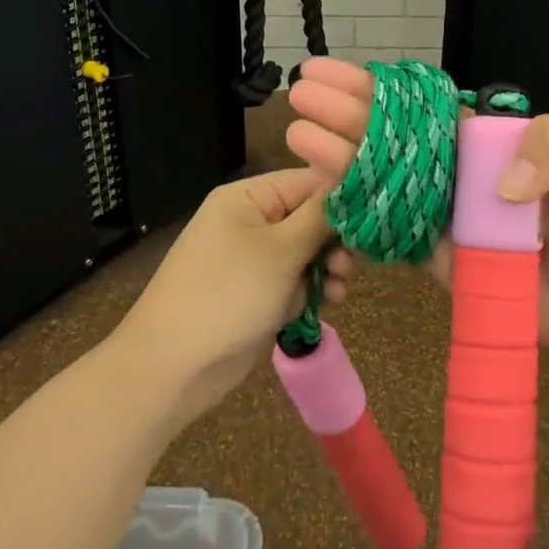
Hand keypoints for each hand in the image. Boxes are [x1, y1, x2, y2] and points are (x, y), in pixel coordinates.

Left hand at [114, 168, 341, 427]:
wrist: (172, 366)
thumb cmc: (228, 294)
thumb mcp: (281, 251)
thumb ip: (320, 217)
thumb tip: (352, 183)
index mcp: (248, 197)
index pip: (308, 181)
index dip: (343, 198)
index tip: (375, 219)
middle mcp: (250, 220)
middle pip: (310, 217)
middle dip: (335, 240)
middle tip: (348, 264)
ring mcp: (253, 259)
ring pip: (307, 252)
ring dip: (327, 268)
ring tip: (338, 289)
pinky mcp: (257, 292)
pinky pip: (295, 280)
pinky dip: (311, 289)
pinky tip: (327, 303)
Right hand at [286, 58, 548, 382]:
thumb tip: (501, 183)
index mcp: (485, 139)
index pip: (421, 105)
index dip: (378, 88)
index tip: (336, 72)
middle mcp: (453, 169)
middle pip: (388, 133)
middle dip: (343, 110)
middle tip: (301, 92)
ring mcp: (439, 211)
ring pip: (378, 174)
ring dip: (336, 152)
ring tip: (298, 132)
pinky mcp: (432, 253)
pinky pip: (386, 225)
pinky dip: (353, 207)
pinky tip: (320, 186)